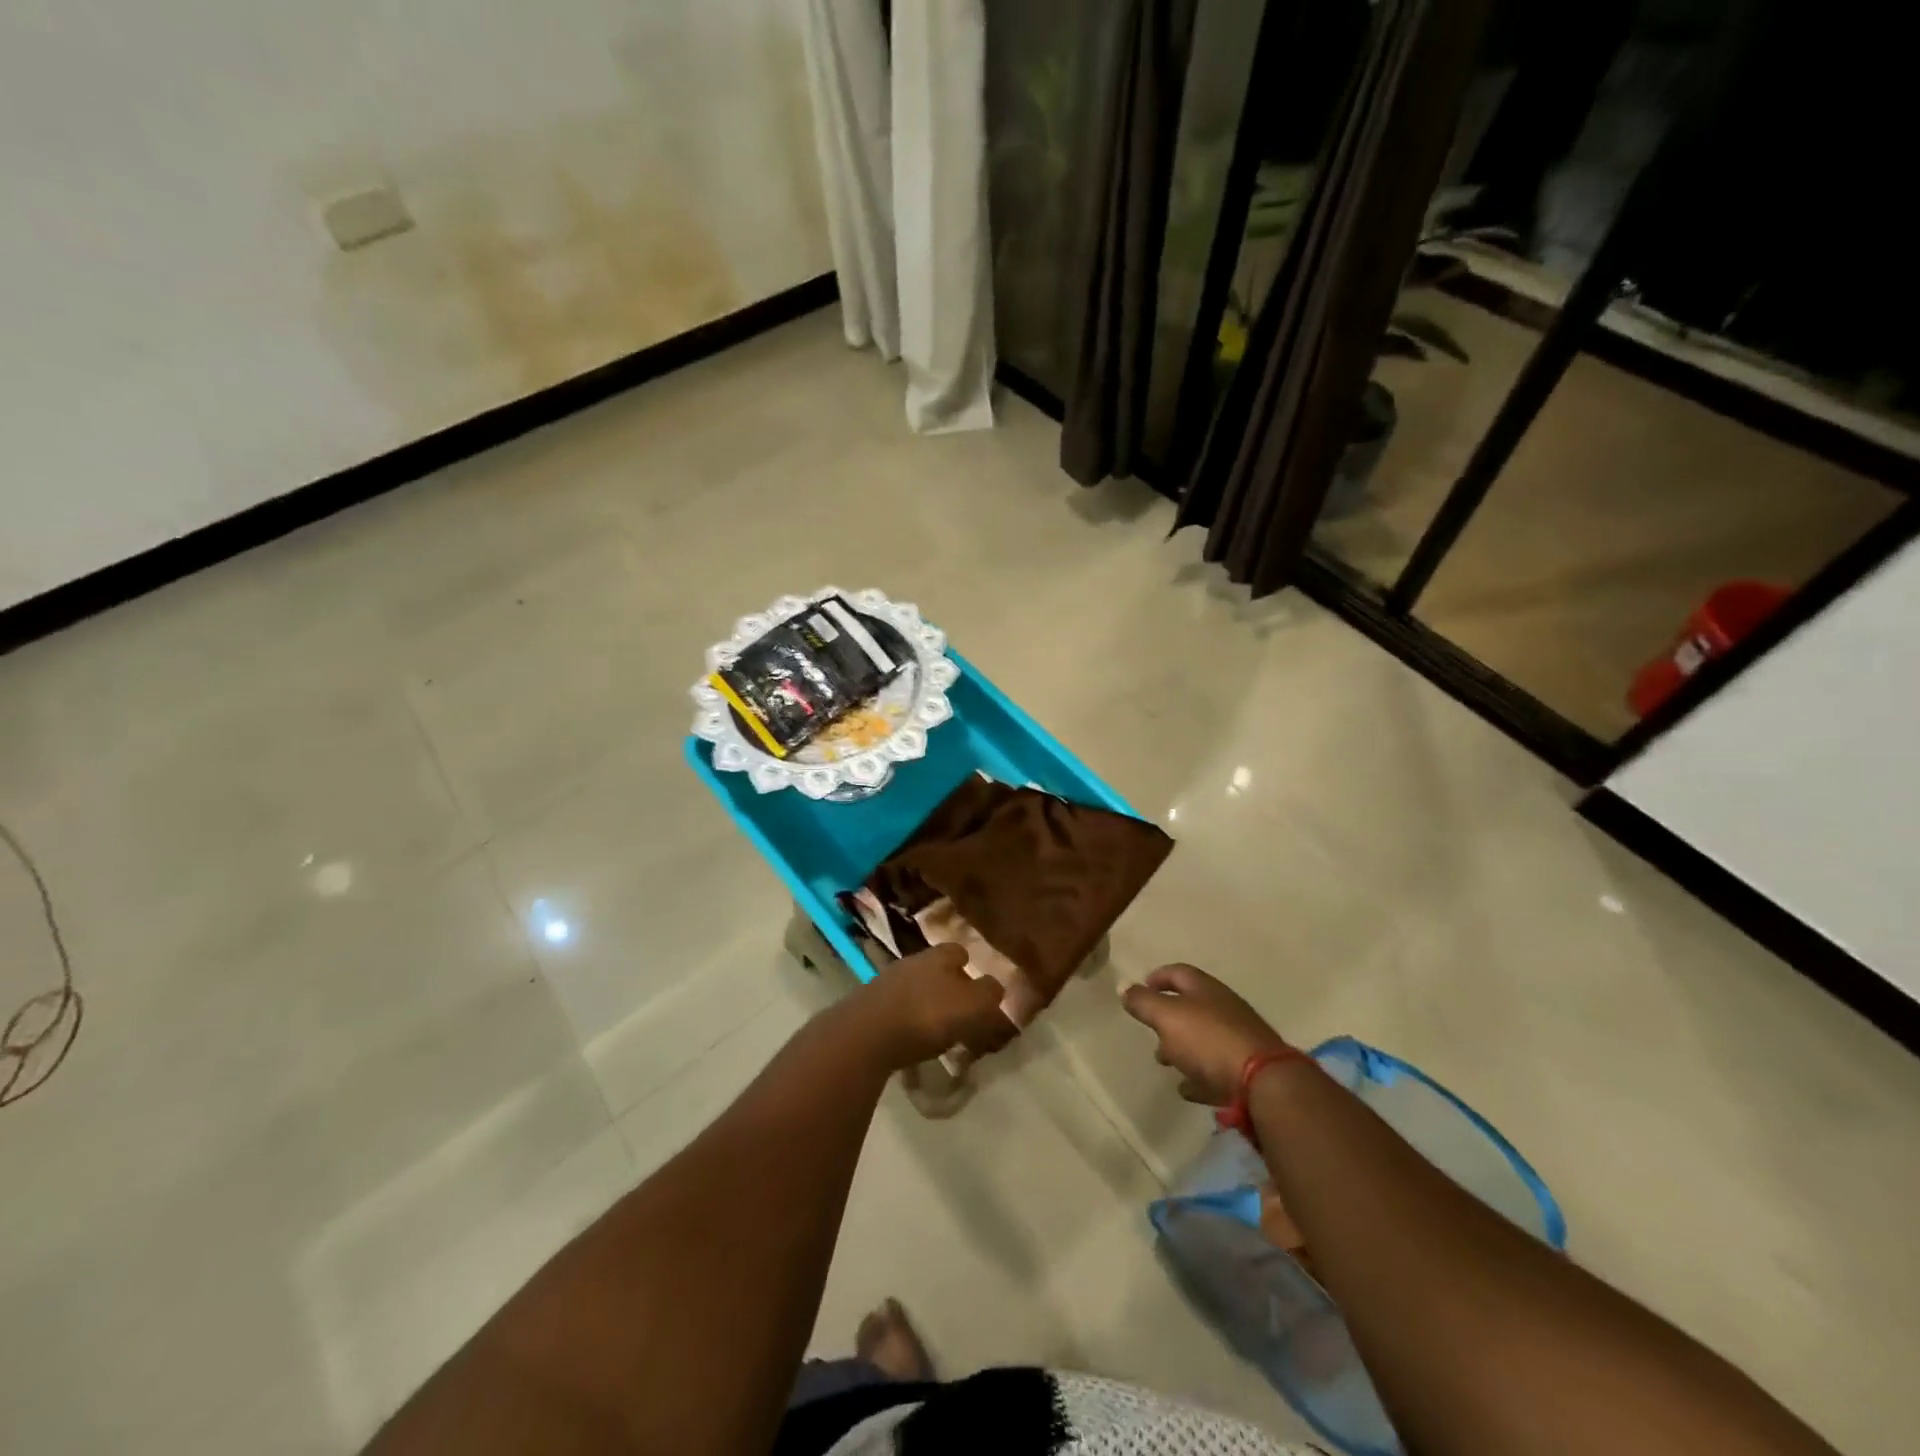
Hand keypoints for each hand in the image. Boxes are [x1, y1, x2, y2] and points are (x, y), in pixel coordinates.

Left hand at [851, 943, 1016, 1070]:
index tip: (980, 986)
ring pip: (915, 988)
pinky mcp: (868, 1007)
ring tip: (939, 1031)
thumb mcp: (972, 1007)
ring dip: (927, 1004)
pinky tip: (913, 1041)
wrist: (864, 1035)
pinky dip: (908, 1022)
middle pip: (936, 969)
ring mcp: (886, 982)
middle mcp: (912, 961)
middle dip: (949, 986)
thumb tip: (998, 989)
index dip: (971, 966)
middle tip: (962, 1011)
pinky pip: (897, 1010)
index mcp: (938, 956)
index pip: (959, 951)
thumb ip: (989, 996)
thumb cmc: (926, 1016)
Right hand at [1121, 963, 1291, 1104]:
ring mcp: (1238, 1039)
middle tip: (1150, 1031)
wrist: (1263, 1082)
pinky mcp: (1246, 1070)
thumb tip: (1123, 985)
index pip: (1177, 973)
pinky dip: (1199, 1075)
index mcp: (1205, 989)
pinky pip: (1216, 1070)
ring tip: (1165, 1061)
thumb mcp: (1167, 1016)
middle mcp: (1224, 1008)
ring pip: (1203, 1038)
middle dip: (1168, 1017)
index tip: (1141, 989)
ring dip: (1182, 1047)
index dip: (1157, 977)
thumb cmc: (1208, 1040)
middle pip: (1192, 1006)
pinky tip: (1187, 1088)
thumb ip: (1143, 1002)